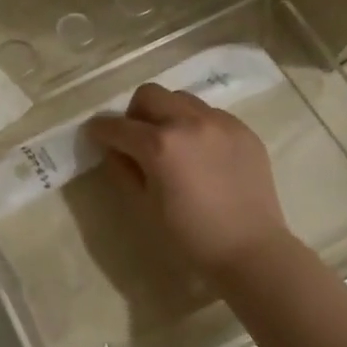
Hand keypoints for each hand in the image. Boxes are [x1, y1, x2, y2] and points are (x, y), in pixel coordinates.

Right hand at [85, 85, 287, 277]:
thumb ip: (124, 170)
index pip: (116, 125)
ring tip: (173, 143)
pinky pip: (210, 113)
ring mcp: (220, 123)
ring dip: (167, 114)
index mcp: (159, 145)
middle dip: (135, 114)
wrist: (251, 251)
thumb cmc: (190, 236)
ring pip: (181, 99)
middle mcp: (188, 122)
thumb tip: (115, 150)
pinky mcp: (243, 130)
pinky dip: (196, 125)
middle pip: (149, 95)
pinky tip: (202, 153)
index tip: (96, 136)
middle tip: (137, 140)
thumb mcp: (144, 205)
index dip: (99, 130)